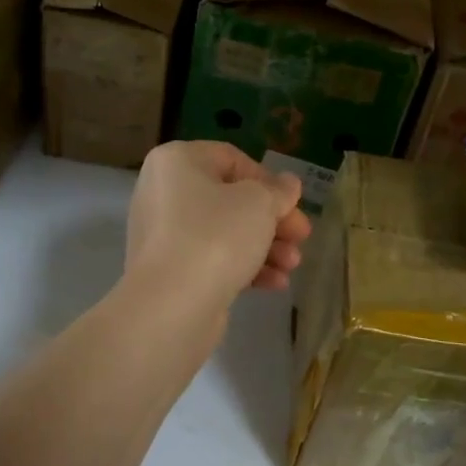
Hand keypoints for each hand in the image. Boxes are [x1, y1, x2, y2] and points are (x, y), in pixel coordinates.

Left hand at [124, 142, 312, 307]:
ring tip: (292, 265)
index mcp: (177, 161)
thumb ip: (278, 191)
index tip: (291, 203)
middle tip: (301, 236)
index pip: (231, 159)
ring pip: (225, 232)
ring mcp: (163, 234)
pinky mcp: (170, 271)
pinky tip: (275, 283)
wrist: (171, 306)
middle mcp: (164, 192)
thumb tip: (288, 184)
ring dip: (264, 246)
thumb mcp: (259, 204)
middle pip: (231, 199)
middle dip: (272, 220)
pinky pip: (213, 259)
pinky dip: (244, 267)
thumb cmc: (216, 236)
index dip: (268, 180)